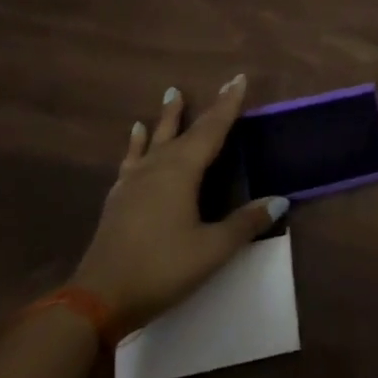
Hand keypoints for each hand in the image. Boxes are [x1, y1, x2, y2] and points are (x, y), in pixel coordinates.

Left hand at [71, 74, 284, 337]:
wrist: (97, 299)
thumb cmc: (161, 269)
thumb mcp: (212, 250)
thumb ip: (245, 223)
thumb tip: (280, 200)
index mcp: (182, 171)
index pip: (212, 130)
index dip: (228, 105)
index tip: (239, 78)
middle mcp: (158, 166)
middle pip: (187, 130)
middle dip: (207, 108)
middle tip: (222, 84)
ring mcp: (135, 181)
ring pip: (156, 139)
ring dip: (167, 117)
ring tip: (171, 93)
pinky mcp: (119, 198)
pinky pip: (132, 158)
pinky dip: (136, 143)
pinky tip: (134, 134)